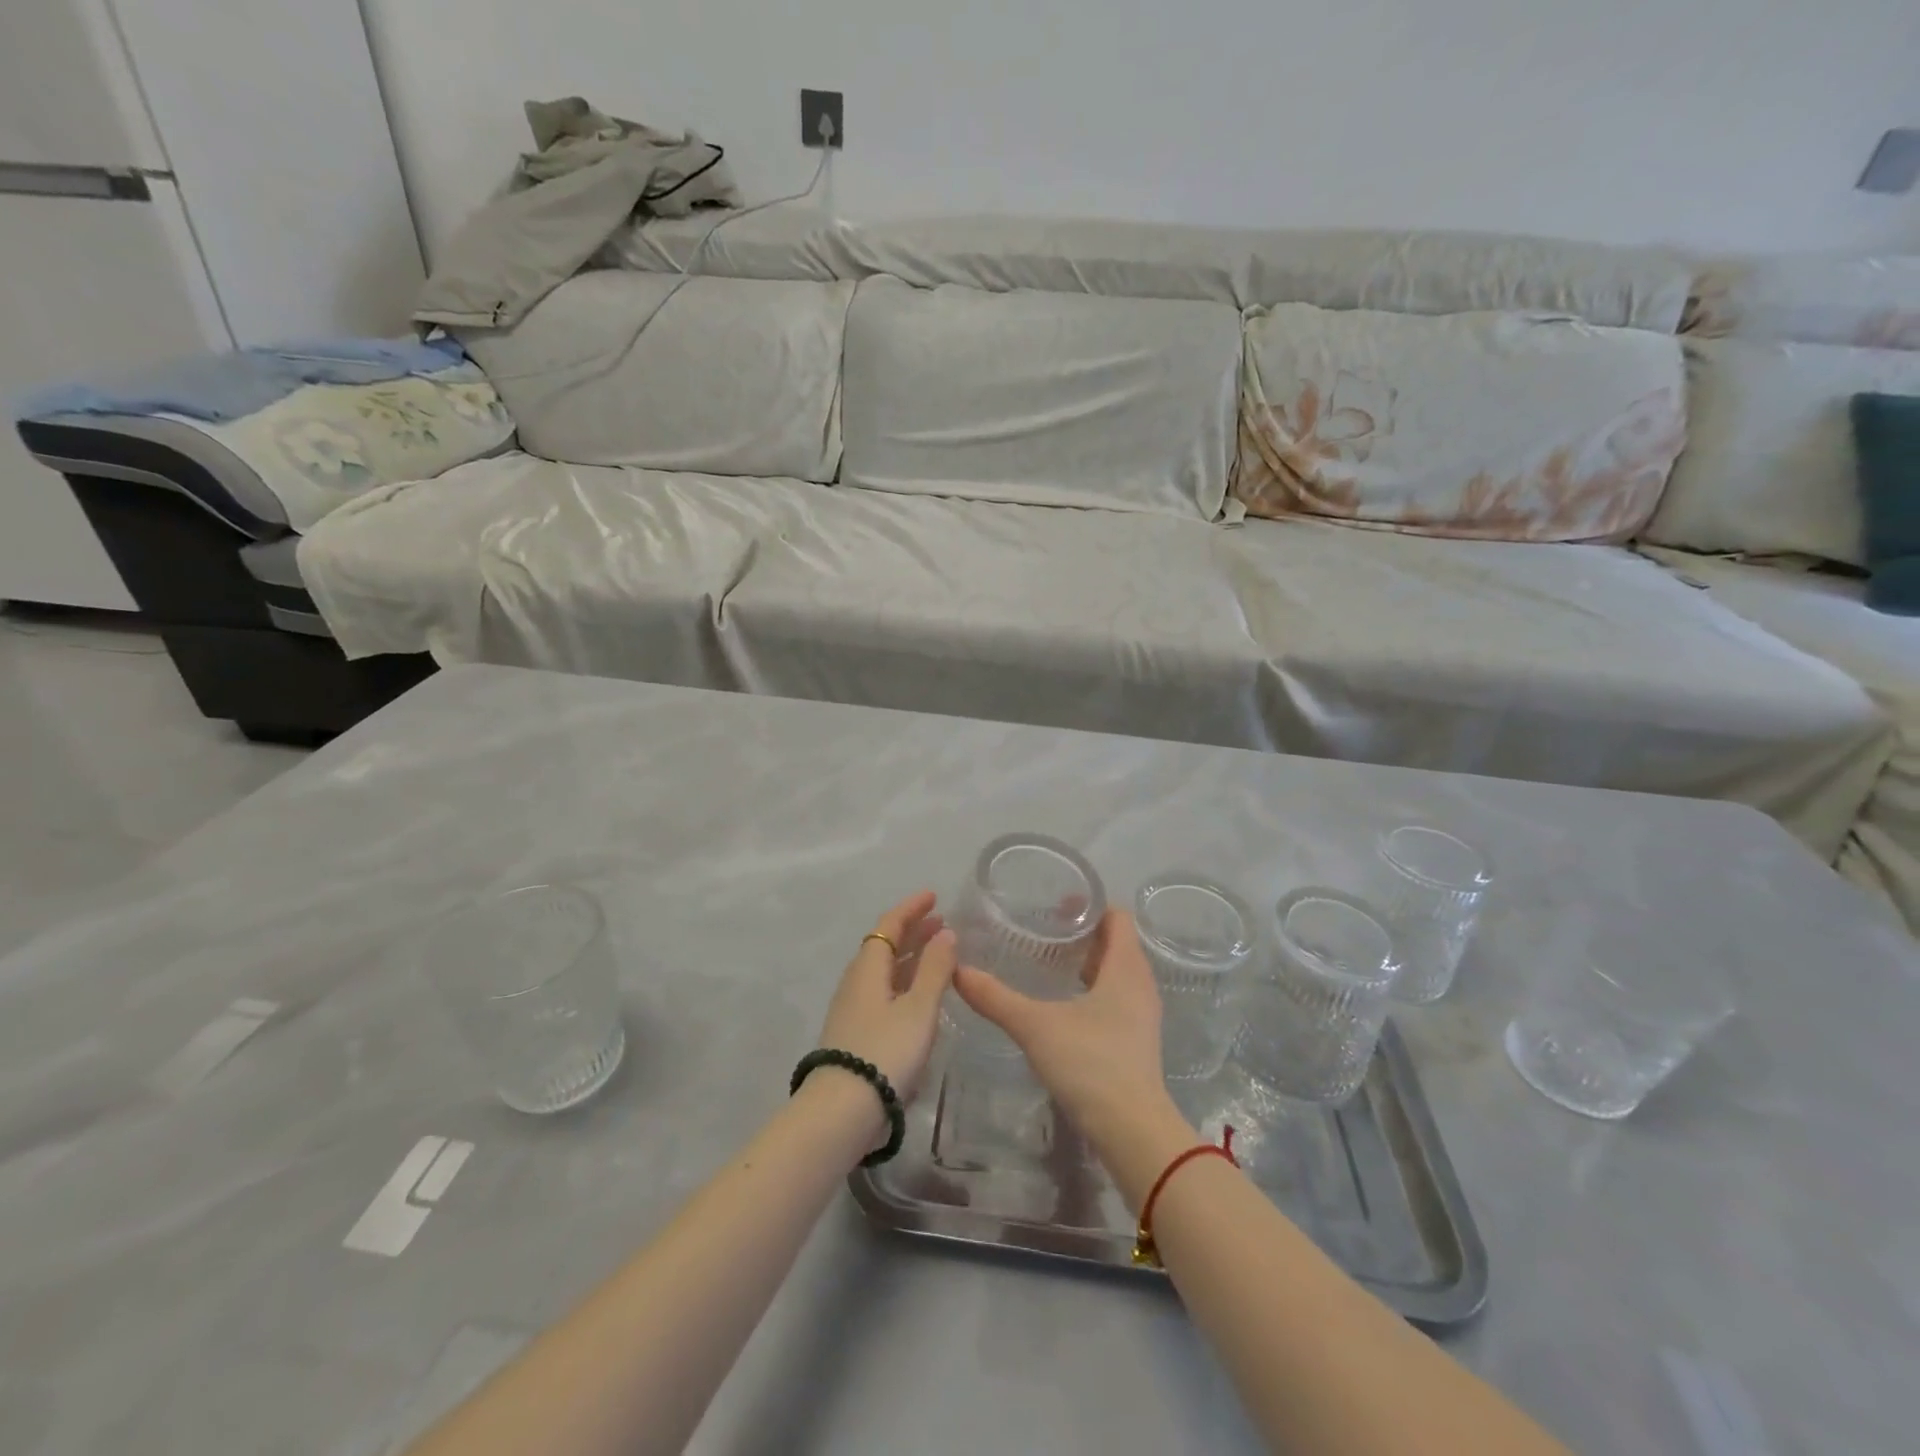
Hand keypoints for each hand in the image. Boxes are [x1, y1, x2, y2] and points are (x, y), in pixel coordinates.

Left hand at [816, 891, 957, 1100]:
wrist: (842, 1111)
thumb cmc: (885, 1051)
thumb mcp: (919, 1008)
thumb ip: (935, 969)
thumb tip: (945, 933)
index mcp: (868, 967)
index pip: (889, 924)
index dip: (911, 908)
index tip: (934, 896)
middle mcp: (856, 982)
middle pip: (885, 945)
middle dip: (913, 931)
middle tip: (941, 923)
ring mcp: (853, 1009)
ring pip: (884, 970)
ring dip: (910, 957)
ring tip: (937, 955)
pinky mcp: (855, 1033)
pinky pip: (883, 992)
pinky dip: (904, 982)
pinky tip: (920, 996)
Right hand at [953, 908, 1189, 1195]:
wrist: (1132, 1130)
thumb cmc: (1090, 1063)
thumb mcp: (1035, 1026)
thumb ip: (996, 997)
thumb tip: (957, 970)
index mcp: (1126, 967)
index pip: (1117, 917)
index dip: (1091, 904)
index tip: (1056, 904)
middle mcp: (1141, 983)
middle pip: (1117, 942)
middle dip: (1083, 932)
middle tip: (1044, 929)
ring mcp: (1142, 1014)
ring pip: (1117, 971)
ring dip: (1089, 961)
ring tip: (1050, 961)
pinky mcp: (1137, 1039)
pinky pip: (1117, 996)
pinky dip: (1094, 987)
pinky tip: (1064, 1002)